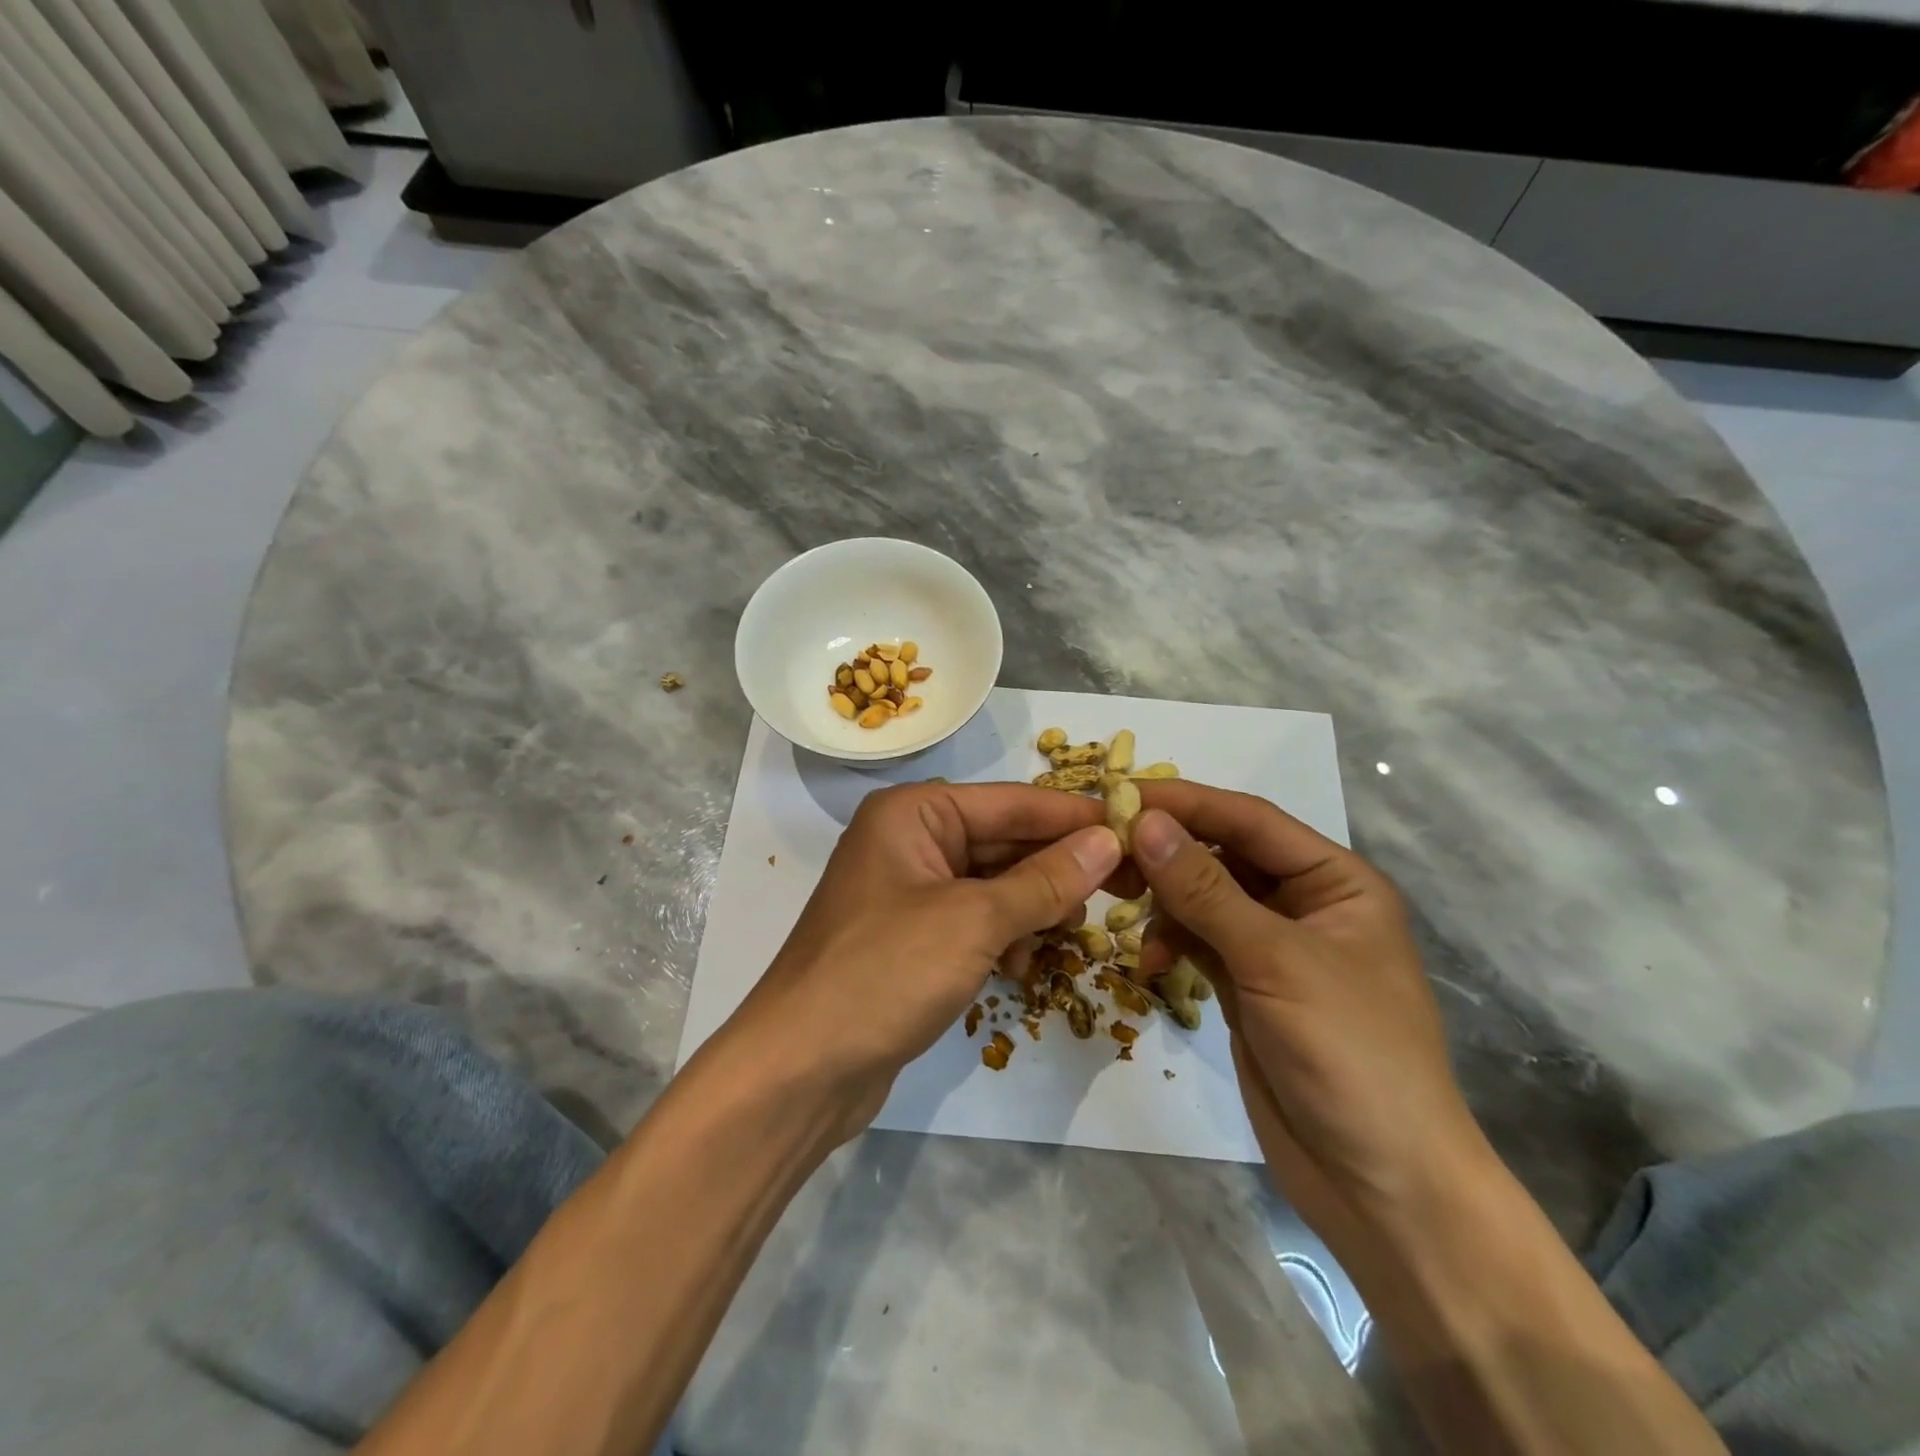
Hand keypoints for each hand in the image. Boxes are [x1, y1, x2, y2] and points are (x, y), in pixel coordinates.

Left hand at [720, 782, 1123, 1141]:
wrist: (801, 1069)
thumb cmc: (884, 973)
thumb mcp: (973, 920)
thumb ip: (1044, 880)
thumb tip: (1108, 840)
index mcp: (914, 814)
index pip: (1012, 801)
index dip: (1074, 816)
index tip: (1137, 828)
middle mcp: (910, 841)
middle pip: (1004, 840)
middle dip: (1058, 866)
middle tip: (1124, 888)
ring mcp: (909, 892)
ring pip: (994, 884)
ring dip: (1034, 906)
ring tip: (1072, 931)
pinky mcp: (912, 939)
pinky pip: (976, 921)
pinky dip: (1005, 936)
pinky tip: (1025, 965)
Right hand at [1129, 783, 1486, 1254]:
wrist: (1383, 1187)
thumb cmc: (1350, 1053)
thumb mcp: (1275, 960)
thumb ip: (1205, 888)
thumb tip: (1144, 821)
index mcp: (1335, 880)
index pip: (1249, 820)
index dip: (1186, 803)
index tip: (1120, 793)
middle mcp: (1303, 903)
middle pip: (1222, 854)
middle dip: (1167, 852)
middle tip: (1105, 854)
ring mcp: (1272, 947)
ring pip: (1203, 897)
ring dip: (1164, 901)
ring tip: (1121, 911)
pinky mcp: (1246, 985)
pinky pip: (1198, 941)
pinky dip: (1170, 942)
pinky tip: (1151, 964)